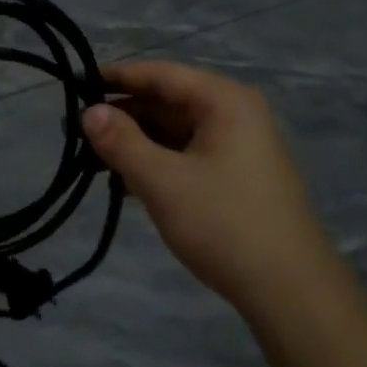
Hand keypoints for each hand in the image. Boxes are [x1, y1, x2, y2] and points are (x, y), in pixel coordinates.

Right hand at [81, 61, 333, 314]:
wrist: (290, 291)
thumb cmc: (224, 224)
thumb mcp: (163, 182)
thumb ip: (121, 142)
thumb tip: (88, 112)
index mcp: (224, 101)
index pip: (161, 74)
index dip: (117, 77)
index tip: (76, 84)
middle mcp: (235, 113)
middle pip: (169, 100)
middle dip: (124, 114)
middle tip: (78, 131)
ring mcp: (240, 145)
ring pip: (176, 130)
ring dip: (138, 142)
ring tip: (95, 159)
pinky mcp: (238, 175)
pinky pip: (188, 154)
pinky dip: (158, 162)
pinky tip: (127, 182)